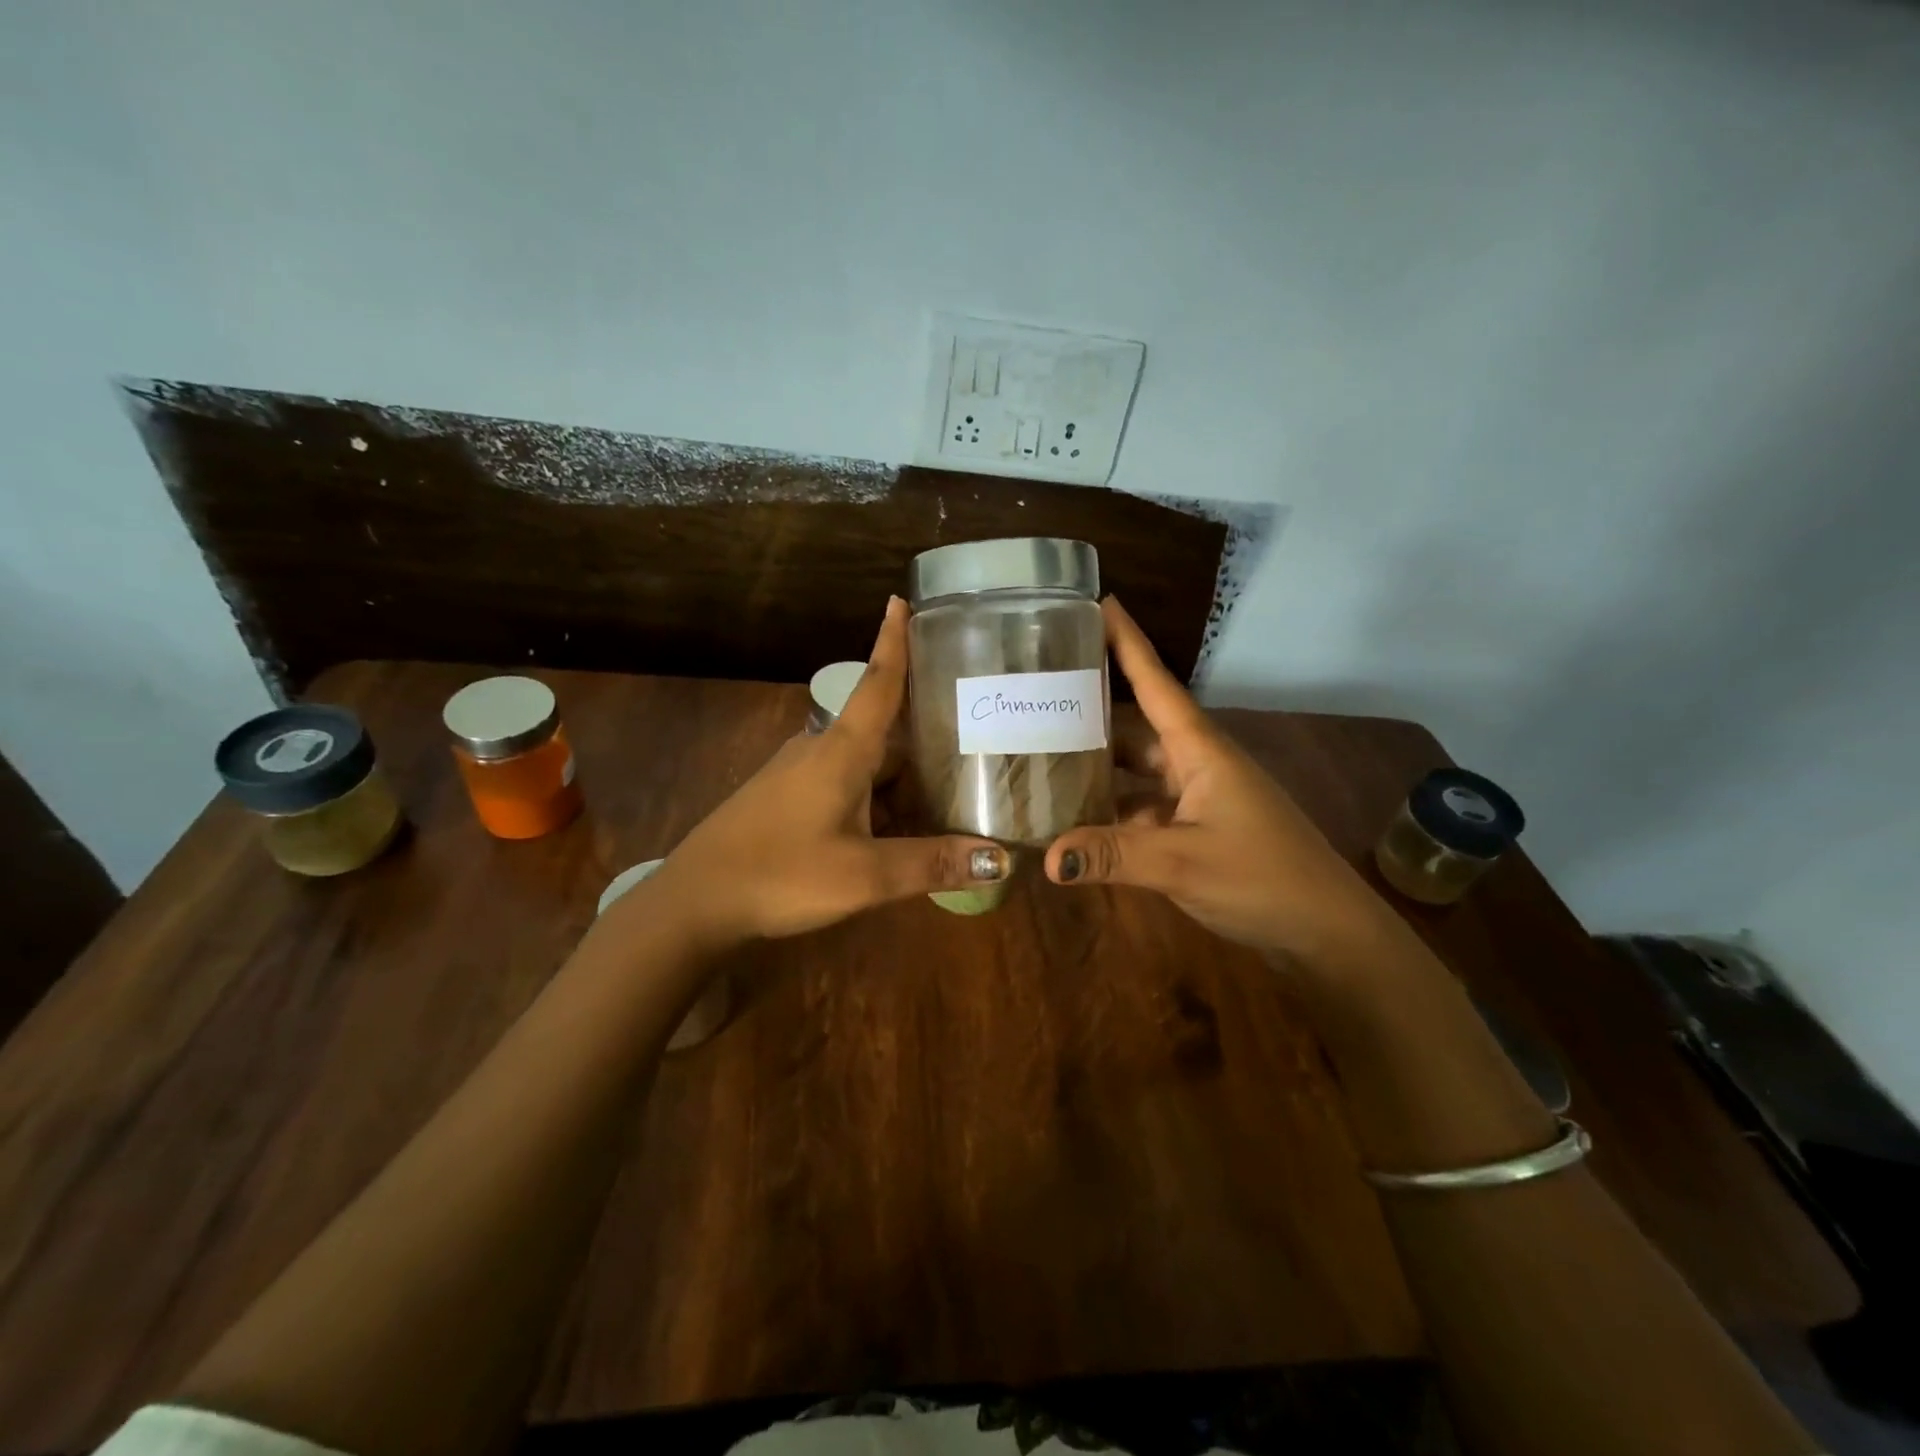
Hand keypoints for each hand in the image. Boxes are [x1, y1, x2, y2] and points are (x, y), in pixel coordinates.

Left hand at [646, 598, 1008, 948]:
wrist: (695, 902)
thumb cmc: (781, 875)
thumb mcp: (864, 875)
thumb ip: (931, 863)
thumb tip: (999, 859)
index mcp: (842, 751)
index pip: (878, 683)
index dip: (893, 641)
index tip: (902, 599)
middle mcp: (822, 752)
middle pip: (886, 732)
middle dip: (927, 736)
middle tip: (980, 738)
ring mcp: (801, 776)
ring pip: (868, 765)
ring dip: (905, 777)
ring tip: (955, 790)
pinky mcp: (789, 801)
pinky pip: (848, 788)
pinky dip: (880, 800)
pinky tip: (903, 829)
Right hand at [1042, 598, 1394, 962]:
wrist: (1327, 931)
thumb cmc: (1264, 878)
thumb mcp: (1183, 862)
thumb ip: (1114, 855)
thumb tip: (1047, 858)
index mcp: (1200, 749)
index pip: (1156, 683)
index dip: (1127, 642)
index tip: (1098, 601)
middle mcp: (1197, 763)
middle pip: (1136, 725)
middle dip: (1092, 708)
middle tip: (1038, 695)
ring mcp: (1198, 797)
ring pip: (1136, 769)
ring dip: (1098, 764)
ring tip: (1042, 754)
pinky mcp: (1196, 827)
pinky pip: (1142, 806)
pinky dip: (1112, 809)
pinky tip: (1077, 818)